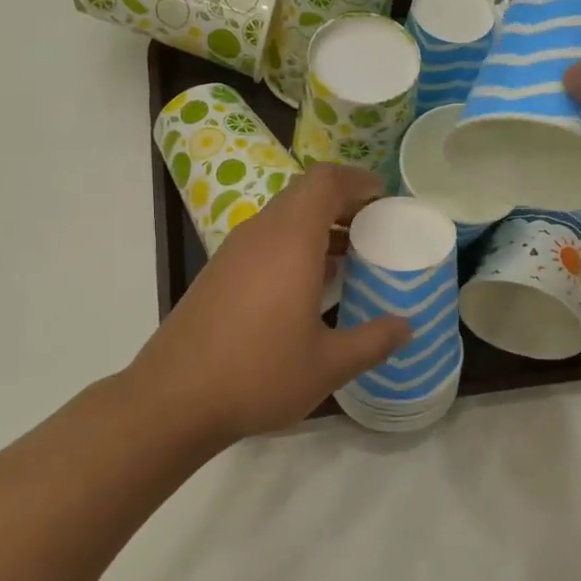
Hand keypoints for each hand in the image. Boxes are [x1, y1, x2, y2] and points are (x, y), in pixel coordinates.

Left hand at [128, 164, 409, 449]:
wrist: (173, 399)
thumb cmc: (258, 374)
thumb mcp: (328, 364)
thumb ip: (373, 341)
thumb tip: (406, 327)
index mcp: (290, 241)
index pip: (324, 181)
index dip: (357, 181)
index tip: (384, 200)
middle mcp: (259, 234)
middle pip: (304, 195)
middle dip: (343, 205)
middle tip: (375, 231)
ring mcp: (233, 253)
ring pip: (282, 219)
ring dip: (317, 228)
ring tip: (350, 258)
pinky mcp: (217, 274)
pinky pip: (264, 242)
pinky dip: (293, 247)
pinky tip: (308, 288)